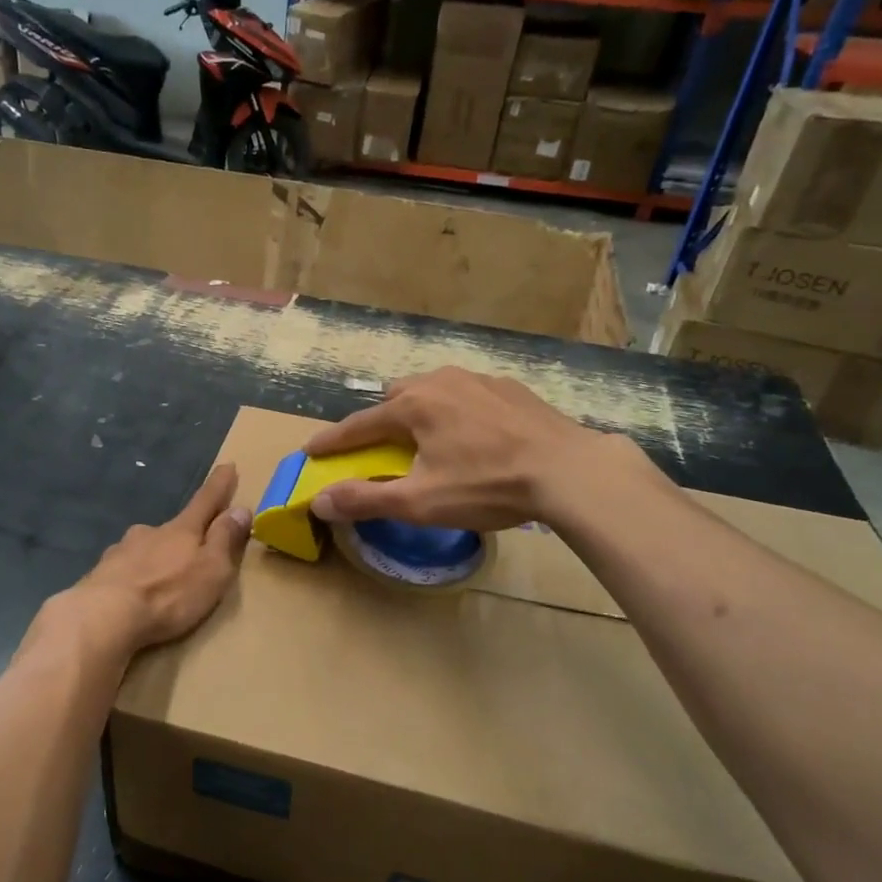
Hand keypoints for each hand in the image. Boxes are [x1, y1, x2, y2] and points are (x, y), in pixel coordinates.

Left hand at [74, 464, 251, 652]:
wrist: (104, 616)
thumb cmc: (169, 594)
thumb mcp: (212, 570)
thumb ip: (225, 540)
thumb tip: (240, 509)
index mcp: (182, 530)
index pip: (206, 501)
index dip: (219, 485)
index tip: (228, 465)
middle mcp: (150, 532)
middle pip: (173, 528)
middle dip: (183, 535)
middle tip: (191, 553)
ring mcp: (121, 550)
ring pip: (144, 548)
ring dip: (155, 558)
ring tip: (160, 581)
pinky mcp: (100, 573)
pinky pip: (123, 570)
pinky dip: (132, 577)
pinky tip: (131, 594)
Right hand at [304, 367, 619, 531]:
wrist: (570, 471)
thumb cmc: (487, 486)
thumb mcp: (421, 502)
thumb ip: (366, 499)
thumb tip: (319, 501)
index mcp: (414, 406)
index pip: (359, 424)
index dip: (333, 440)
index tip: (311, 449)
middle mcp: (441, 381)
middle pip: (396, 397)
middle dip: (380, 419)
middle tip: (379, 446)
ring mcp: (479, 380)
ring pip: (433, 389)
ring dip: (420, 411)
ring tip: (428, 438)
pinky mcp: (511, 388)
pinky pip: (468, 394)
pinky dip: (457, 411)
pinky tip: (474, 435)